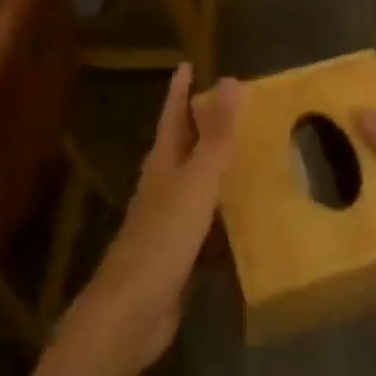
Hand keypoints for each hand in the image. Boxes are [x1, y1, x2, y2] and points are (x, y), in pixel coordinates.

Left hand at [67, 64, 239, 375]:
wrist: (132, 311)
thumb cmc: (164, 237)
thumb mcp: (197, 180)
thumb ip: (216, 134)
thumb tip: (229, 81)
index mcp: (162, 164)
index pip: (173, 116)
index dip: (180, 91)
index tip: (187, 65)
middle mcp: (161, 186)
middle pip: (181, 146)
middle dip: (199, 124)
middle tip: (229, 105)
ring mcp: (167, 221)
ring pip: (192, 182)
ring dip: (213, 166)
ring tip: (243, 152)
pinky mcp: (177, 252)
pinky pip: (204, 219)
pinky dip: (221, 209)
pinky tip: (241, 215)